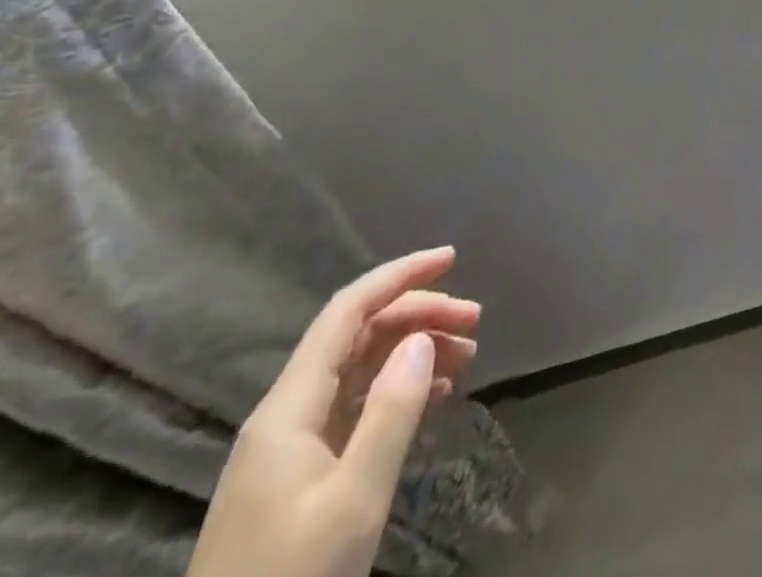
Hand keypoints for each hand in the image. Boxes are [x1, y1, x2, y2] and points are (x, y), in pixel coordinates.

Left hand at [187, 247, 482, 576]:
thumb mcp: (354, 501)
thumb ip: (391, 413)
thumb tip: (422, 338)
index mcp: (289, 406)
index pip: (348, 310)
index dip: (400, 275)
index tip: (452, 259)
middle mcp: (287, 413)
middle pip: (359, 336)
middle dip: (418, 316)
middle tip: (474, 323)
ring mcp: (291, 447)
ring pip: (360, 371)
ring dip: (413, 353)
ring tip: (466, 358)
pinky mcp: (299, 479)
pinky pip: (355, 410)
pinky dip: (397, 393)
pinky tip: (434, 399)